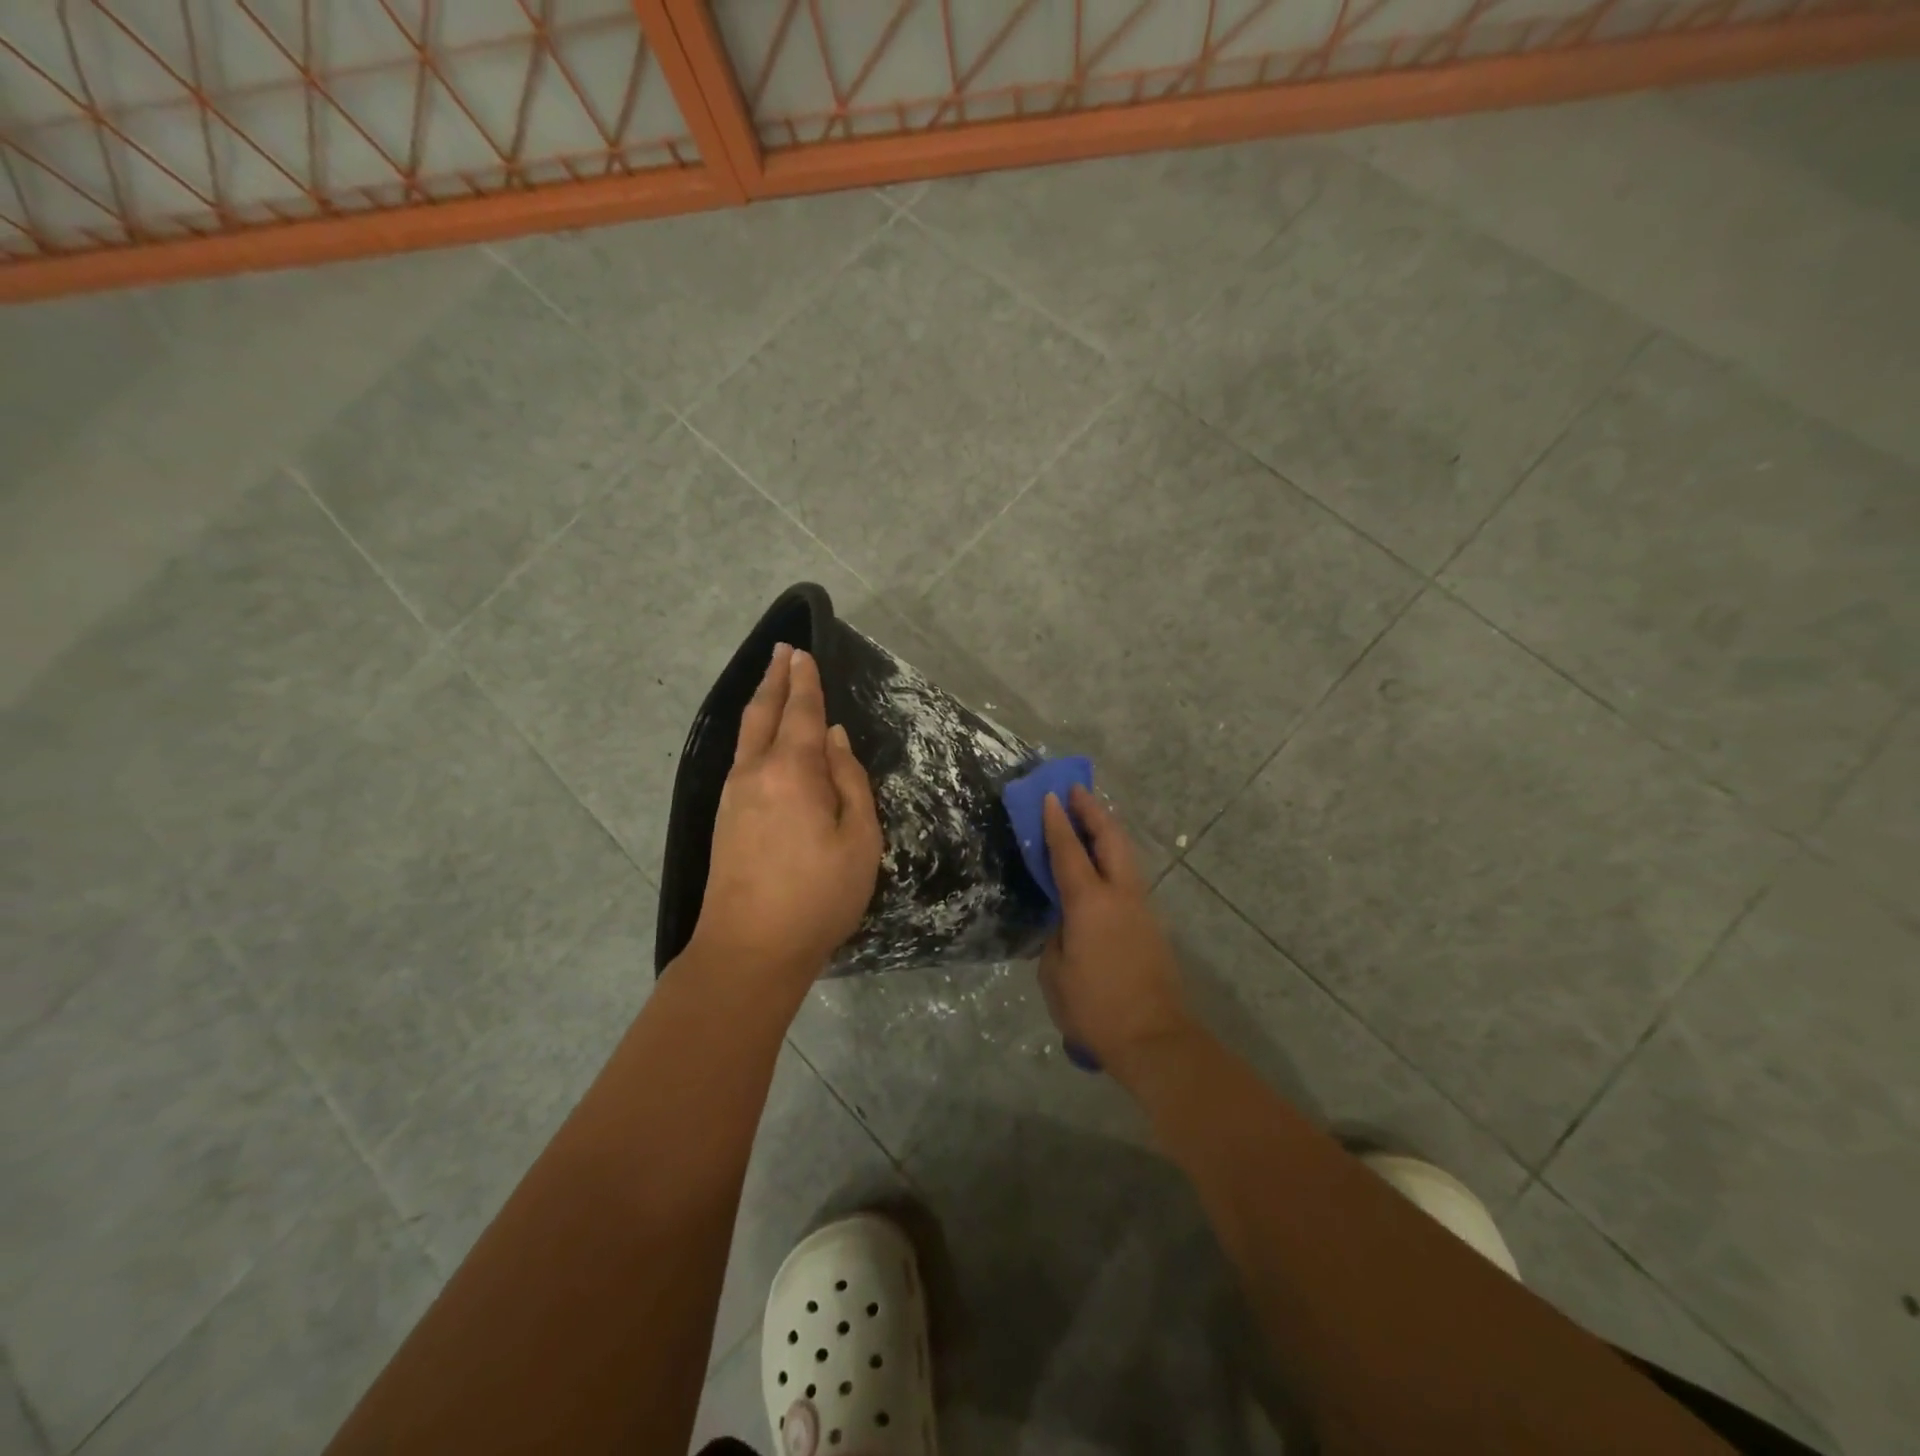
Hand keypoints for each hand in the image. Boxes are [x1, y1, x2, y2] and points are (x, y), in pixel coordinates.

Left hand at [689, 644, 881, 991]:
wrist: (749, 949)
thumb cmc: (818, 896)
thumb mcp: (859, 840)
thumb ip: (849, 782)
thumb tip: (834, 739)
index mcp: (792, 772)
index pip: (801, 713)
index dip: (805, 683)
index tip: (803, 654)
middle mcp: (755, 773)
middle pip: (763, 714)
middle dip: (775, 680)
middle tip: (783, 652)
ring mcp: (733, 796)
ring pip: (746, 735)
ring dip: (761, 704)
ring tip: (772, 684)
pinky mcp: (724, 818)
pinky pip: (740, 757)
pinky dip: (753, 733)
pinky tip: (761, 738)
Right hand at [1037, 786, 1191, 1075]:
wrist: (1154, 1039)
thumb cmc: (1095, 1008)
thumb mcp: (1055, 973)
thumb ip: (1056, 938)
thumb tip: (1065, 924)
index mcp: (1090, 903)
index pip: (1069, 851)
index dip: (1056, 822)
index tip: (1049, 796)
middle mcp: (1121, 895)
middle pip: (1110, 838)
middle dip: (1093, 811)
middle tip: (1076, 792)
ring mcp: (1142, 908)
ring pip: (1126, 855)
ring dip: (1108, 831)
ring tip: (1091, 819)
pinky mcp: (1152, 925)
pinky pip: (1130, 877)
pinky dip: (1115, 858)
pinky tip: (1103, 865)